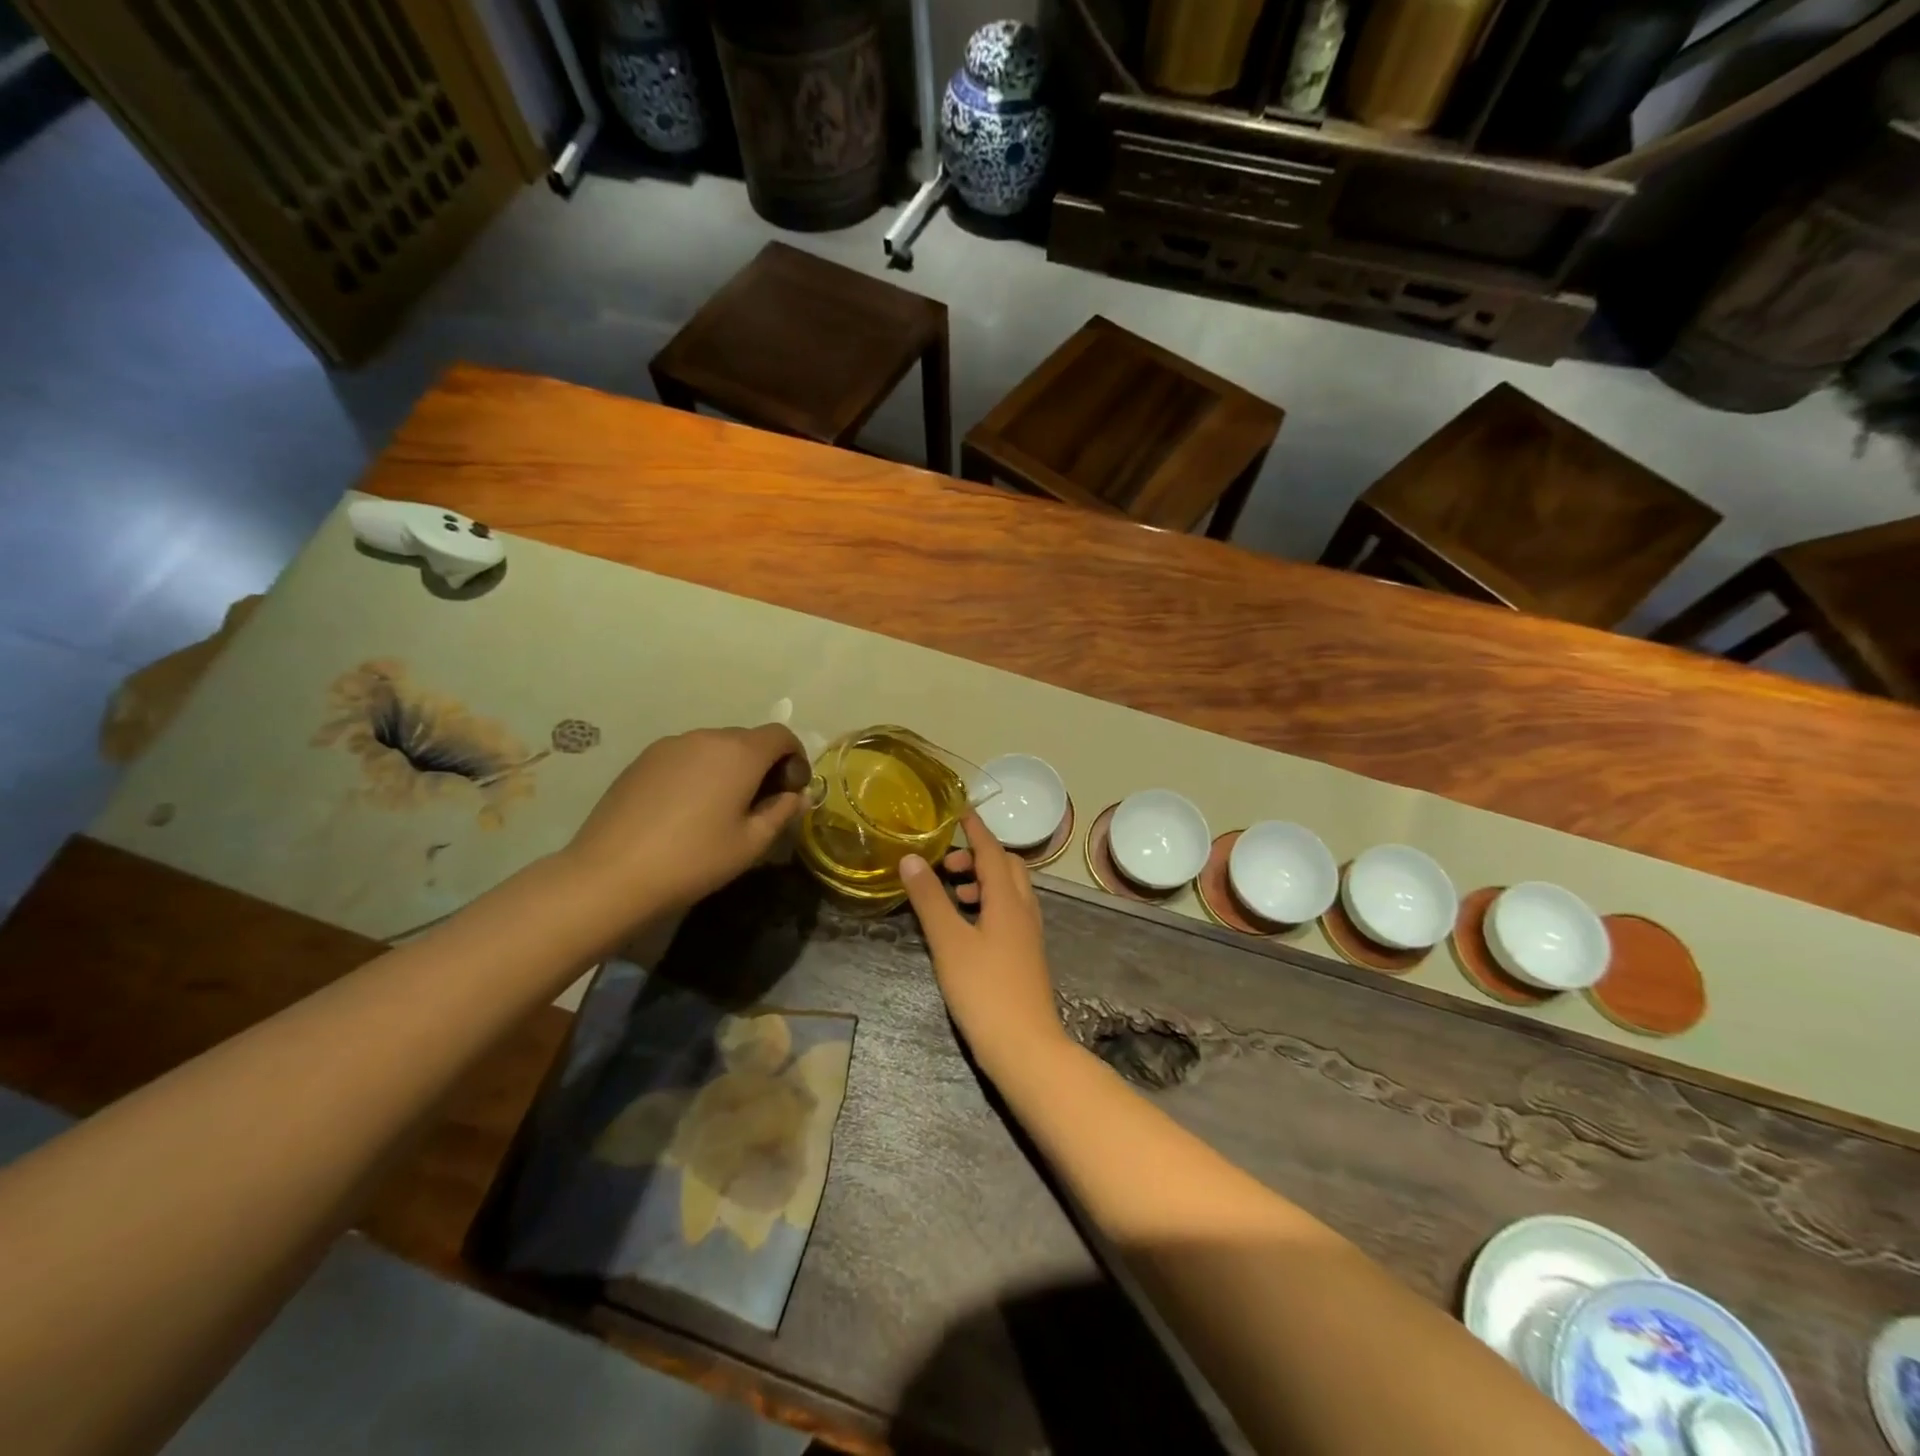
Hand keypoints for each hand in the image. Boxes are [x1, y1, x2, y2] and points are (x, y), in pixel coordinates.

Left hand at [564, 724, 805, 918]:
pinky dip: (698, 772)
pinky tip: (686, 810)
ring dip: (728, 768)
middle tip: (760, 804)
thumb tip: (798, 796)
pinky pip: (685, 757)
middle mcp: (706, 737)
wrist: (611, 874)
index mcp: (739, 753)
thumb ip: (781, 812)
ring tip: (720, 808)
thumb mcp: (751, 843)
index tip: (792, 789)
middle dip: (763, 764)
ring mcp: (669, 745)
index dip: (795, 757)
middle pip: (747, 739)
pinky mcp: (642, 760)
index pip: (781, 735)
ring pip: (714, 747)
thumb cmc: (694, 859)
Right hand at [900, 814, 1066, 1072]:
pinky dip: (987, 904)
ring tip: (950, 894)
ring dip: (982, 881)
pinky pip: (1009, 912)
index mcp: (1008, 900)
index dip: (975, 829)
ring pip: (1010, 891)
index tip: (958, 811)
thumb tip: (912, 858)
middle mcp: (1024, 910)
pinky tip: (965, 926)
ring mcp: (1028, 935)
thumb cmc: (985, 991)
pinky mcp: (1025, 955)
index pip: (992, 850)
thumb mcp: (949, 942)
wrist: (1026, 1048)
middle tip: (946, 865)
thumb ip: (930, 899)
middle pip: (1007, 867)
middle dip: (978, 856)